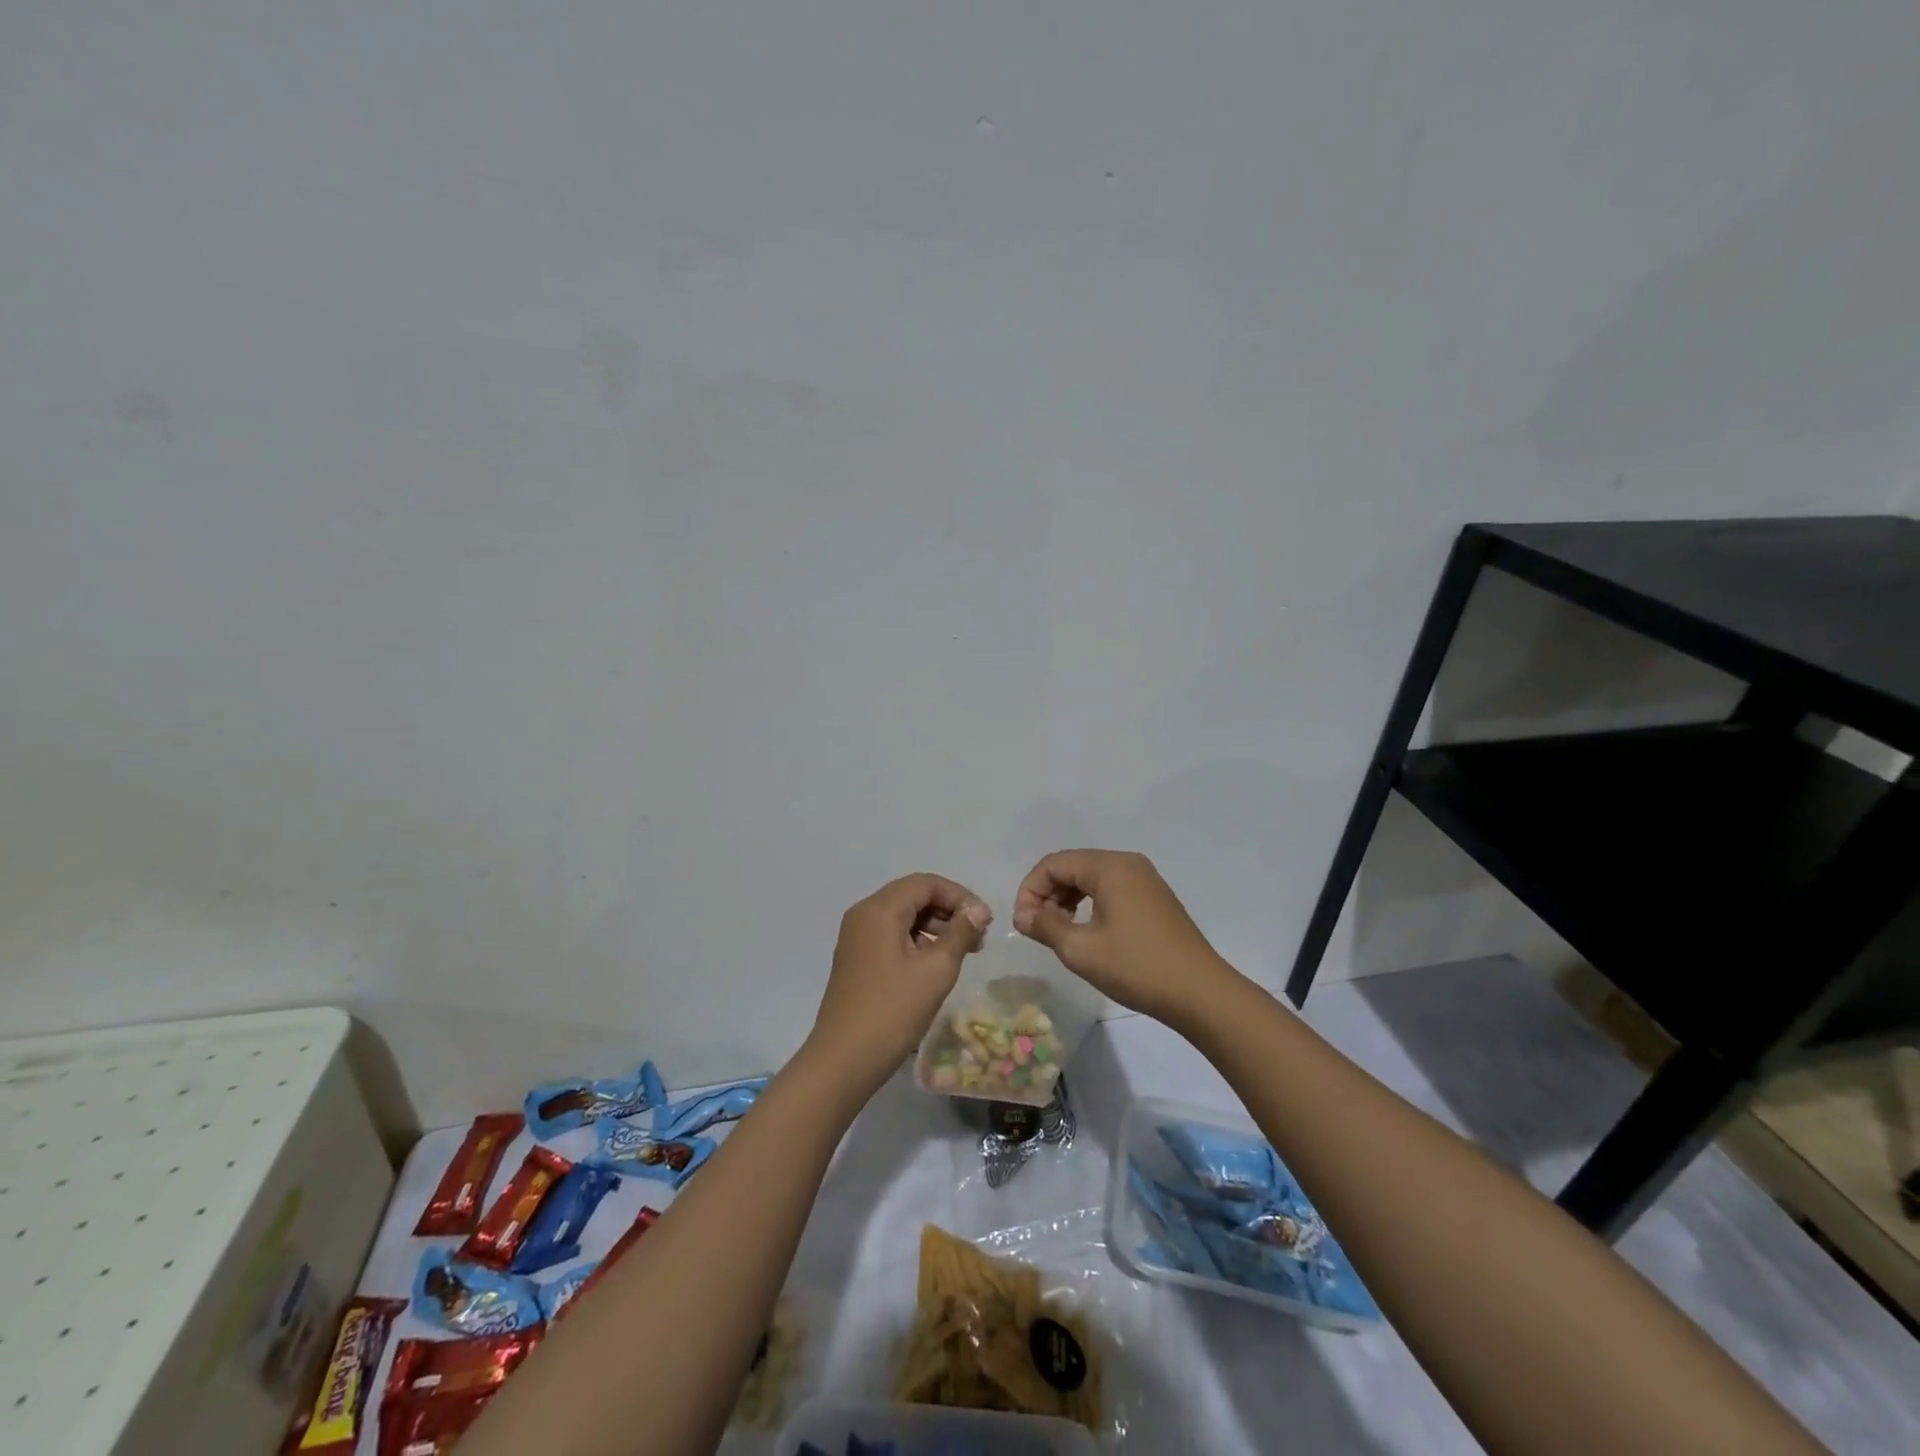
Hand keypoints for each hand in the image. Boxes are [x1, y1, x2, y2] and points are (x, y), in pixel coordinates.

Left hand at [807, 873, 991, 1093]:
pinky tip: (934, 965)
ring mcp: (856, 937)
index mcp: (880, 909)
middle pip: (913, 896)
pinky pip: (891, 935)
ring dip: (934, 927)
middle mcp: (864, 914)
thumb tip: (978, 909)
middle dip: (948, 911)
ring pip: (902, 916)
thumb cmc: (893, 1011)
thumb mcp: (936, 970)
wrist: (843, 1060)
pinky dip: (917, 941)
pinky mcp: (856, 959)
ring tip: (963, 952)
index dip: (959, 896)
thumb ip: (960, 933)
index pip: (926, 883)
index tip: (985, 921)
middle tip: (978, 938)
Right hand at [1012, 850, 1238, 1032]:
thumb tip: (1023, 915)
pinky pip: (1111, 890)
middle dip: (1048, 894)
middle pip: (1073, 867)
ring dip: (1067, 901)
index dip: (1030, 890)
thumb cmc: (1136, 966)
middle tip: (1037, 929)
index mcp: (1110, 867)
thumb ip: (1045, 926)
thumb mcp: (1080, 949)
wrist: (1200, 993)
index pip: (1054, 863)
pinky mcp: (1154, 899)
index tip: (1022, 923)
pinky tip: (1087, 933)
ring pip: (1091, 879)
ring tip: (1059, 933)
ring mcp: (1145, 880)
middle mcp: (1128, 863)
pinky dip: (1090, 905)